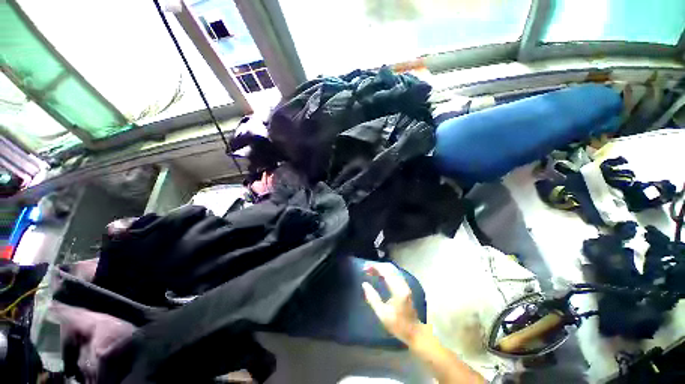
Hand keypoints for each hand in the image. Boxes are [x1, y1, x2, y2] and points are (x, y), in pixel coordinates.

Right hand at [362, 263, 422, 344]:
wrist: (414, 332)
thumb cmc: (398, 325)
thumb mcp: (382, 314)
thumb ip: (372, 298)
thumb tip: (364, 284)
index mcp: (398, 290)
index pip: (386, 272)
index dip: (375, 267)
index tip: (365, 268)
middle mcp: (403, 284)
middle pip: (389, 268)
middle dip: (377, 266)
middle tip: (366, 269)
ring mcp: (405, 285)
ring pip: (392, 270)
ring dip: (381, 268)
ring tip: (371, 271)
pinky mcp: (405, 287)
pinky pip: (394, 274)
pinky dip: (386, 272)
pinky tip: (380, 275)